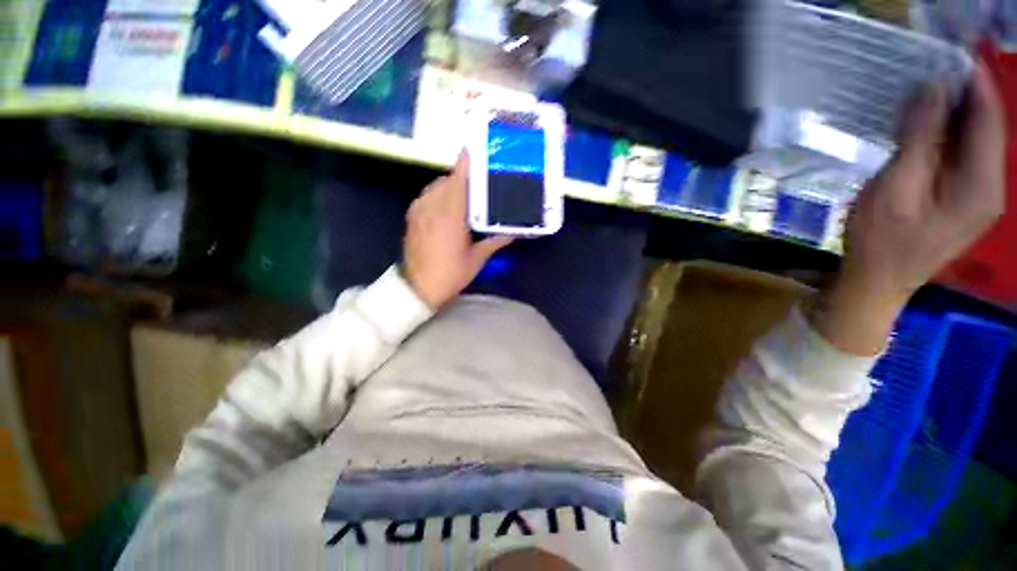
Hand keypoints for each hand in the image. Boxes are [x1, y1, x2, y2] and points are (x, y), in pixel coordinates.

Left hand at [402, 152, 513, 308]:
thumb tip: (513, 232)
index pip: (459, 181)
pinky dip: (439, 194)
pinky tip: (447, 205)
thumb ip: (494, 241)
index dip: (466, 164)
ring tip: (465, 194)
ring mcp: (420, 210)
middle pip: (448, 180)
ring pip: (436, 186)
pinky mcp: (412, 216)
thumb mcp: (476, 259)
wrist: (418, 287)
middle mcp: (433, 207)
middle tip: (479, 182)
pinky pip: (427, 195)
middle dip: (463, 177)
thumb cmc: (450, 274)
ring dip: (451, 186)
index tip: (476, 151)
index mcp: (451, 216)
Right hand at [813, 65, 1006, 354]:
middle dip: (966, 98)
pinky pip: (966, 159)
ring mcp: (980, 198)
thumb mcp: (897, 185)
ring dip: (956, 117)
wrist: (877, 283)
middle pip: (987, 130)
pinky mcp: (965, 203)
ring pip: (977, 143)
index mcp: (981, 184)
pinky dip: (950, 138)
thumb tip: (932, 89)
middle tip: (934, 72)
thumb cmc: (881, 239)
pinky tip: (928, 131)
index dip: (975, 84)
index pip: (989, 120)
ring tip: (928, 96)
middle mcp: (991, 188)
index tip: (952, 56)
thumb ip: (920, 137)